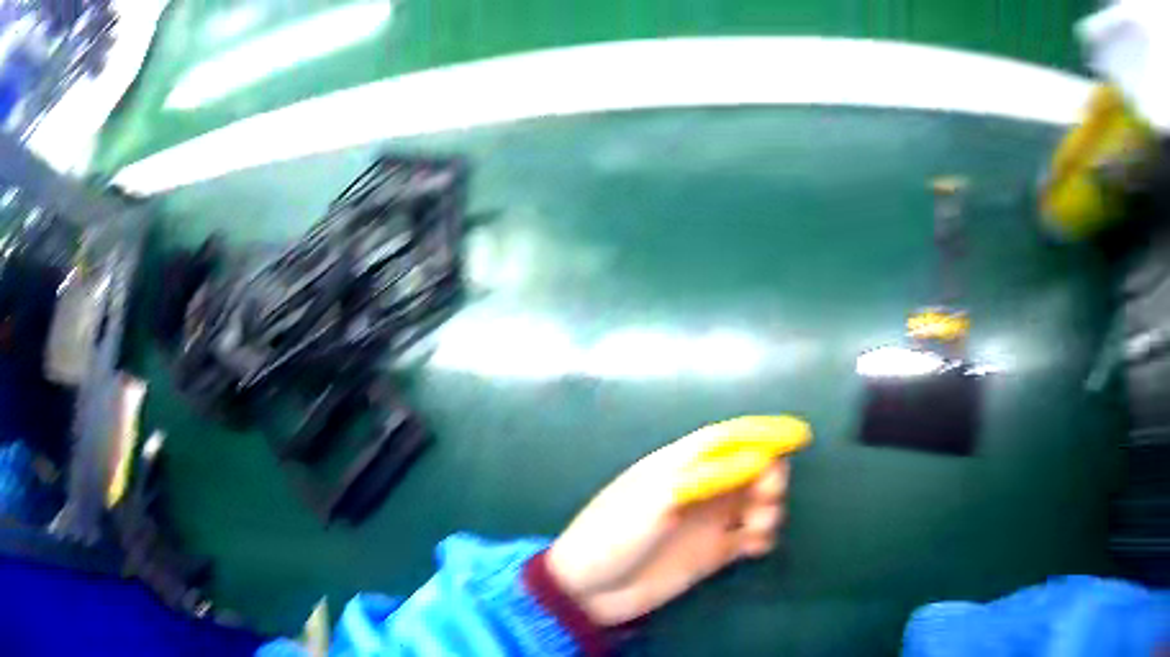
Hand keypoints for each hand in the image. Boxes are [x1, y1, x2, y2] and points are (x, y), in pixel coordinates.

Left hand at [546, 432, 789, 626]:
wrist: (589, 590)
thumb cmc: (614, 534)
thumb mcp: (656, 498)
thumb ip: (708, 477)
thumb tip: (759, 458)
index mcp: (679, 464)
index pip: (728, 439)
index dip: (763, 433)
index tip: (799, 436)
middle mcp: (699, 489)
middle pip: (750, 469)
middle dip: (769, 475)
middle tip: (767, 494)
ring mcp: (707, 523)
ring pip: (755, 503)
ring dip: (768, 508)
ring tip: (756, 527)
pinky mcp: (712, 553)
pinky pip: (749, 537)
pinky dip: (761, 537)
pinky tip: (755, 546)